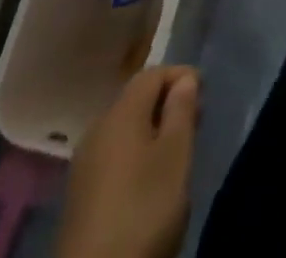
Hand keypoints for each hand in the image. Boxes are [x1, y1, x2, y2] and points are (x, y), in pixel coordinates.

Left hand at [57, 65, 199, 257]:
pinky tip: (149, 179)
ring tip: (177, 150)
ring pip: (124, 128)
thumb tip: (184, 79)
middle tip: (196, 121)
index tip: (205, 92)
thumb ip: (181, 111)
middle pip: (136, 99)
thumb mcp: (175, 157)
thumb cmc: (142, 210)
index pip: (152, 74)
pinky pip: (113, 155)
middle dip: (167, 103)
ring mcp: (84, 163)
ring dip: (152, 130)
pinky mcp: (80, 195)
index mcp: (120, 113)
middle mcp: (97, 128)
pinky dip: (136, 153)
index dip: (180, 75)